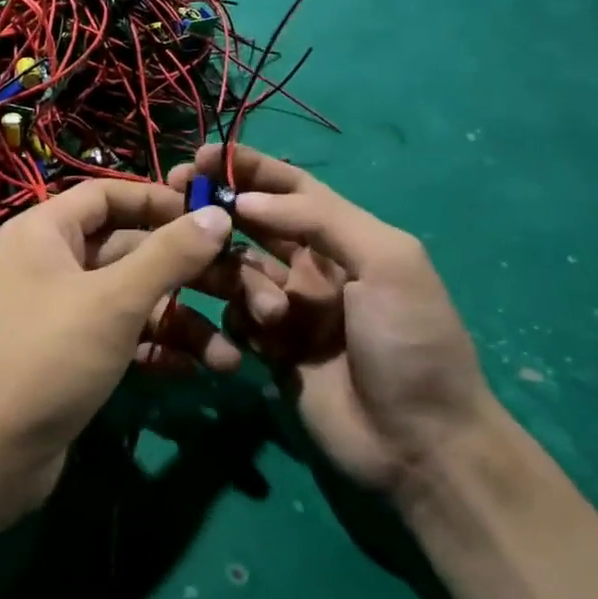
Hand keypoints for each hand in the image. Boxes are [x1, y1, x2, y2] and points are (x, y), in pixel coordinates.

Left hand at [0, 180, 237, 523]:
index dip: (159, 201)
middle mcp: (50, 264)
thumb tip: (218, 213)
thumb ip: (170, 255)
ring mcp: (59, 313)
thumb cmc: (47, 358)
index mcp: (45, 233)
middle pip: (129, 251)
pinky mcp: (69, 357)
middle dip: (186, 274)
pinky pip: (121, 338)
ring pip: (131, 301)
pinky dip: (155, 350)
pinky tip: (195, 371)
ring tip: (230, 357)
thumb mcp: (114, 301)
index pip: (107, 195)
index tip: (211, 217)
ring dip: (180, 323)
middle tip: (243, 290)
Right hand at [170, 145, 500, 508]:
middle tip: (178, 199)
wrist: (419, 442)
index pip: (291, 187)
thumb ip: (321, 219)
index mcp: (345, 237)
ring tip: (272, 316)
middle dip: (220, 209)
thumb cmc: (410, 340)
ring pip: (239, 272)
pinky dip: (241, 322)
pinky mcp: (271, 351)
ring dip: (242, 282)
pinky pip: (238, 319)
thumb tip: (249, 199)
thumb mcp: (387, 262)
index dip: (249, 167)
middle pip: (254, 223)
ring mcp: (290, 310)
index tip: (203, 156)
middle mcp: (313, 267)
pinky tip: (262, 344)